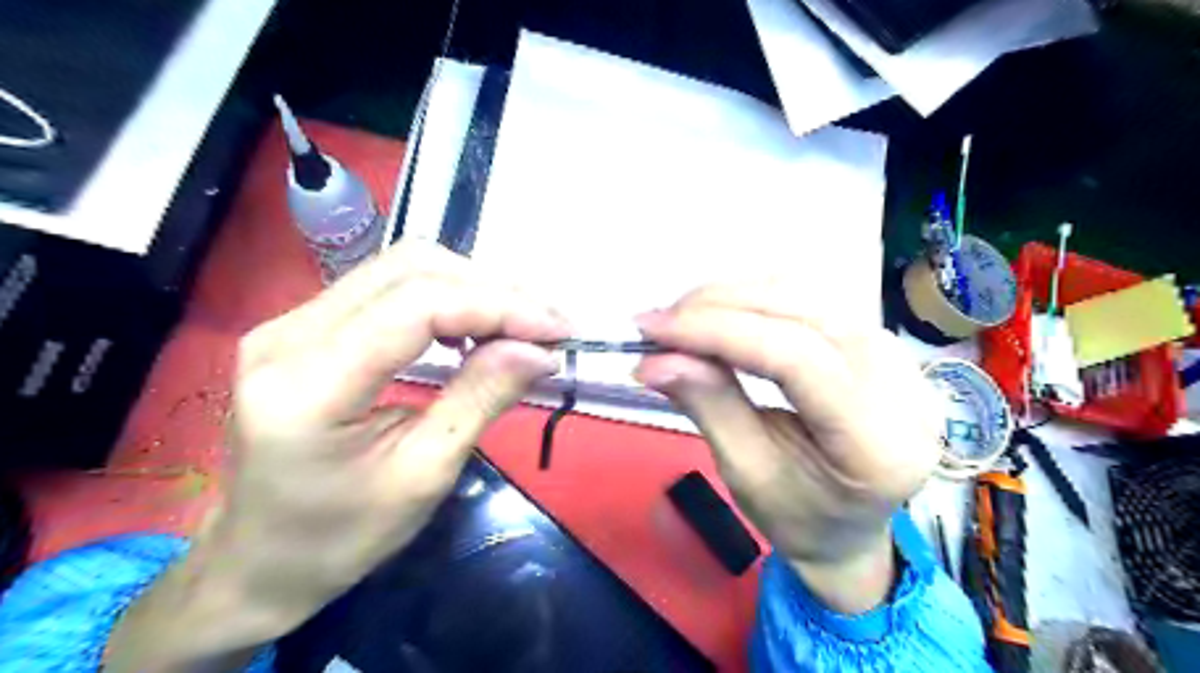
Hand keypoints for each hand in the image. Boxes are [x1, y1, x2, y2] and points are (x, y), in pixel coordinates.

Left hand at [106, 239, 567, 667]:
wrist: (256, 561)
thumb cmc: (340, 537)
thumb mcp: (423, 476)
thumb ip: (481, 399)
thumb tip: (541, 350)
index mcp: (307, 385)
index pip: (417, 306)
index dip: (497, 307)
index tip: (557, 330)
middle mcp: (288, 333)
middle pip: (410, 269)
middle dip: (494, 289)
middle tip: (550, 324)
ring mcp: (290, 322)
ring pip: (402, 267)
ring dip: (475, 287)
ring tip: (525, 322)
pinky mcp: (305, 325)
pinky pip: (390, 286)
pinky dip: (448, 296)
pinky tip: (478, 326)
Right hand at [637, 282, 946, 612]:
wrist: (848, 526)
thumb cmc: (798, 516)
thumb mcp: (746, 474)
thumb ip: (708, 406)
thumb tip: (653, 359)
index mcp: (879, 443)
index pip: (797, 358)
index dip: (718, 332)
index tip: (651, 329)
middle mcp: (903, 386)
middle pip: (803, 313)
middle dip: (717, 308)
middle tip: (657, 323)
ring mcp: (898, 357)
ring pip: (804, 294)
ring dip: (731, 298)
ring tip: (679, 320)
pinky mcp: (878, 340)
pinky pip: (808, 300)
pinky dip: (753, 300)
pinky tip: (717, 315)